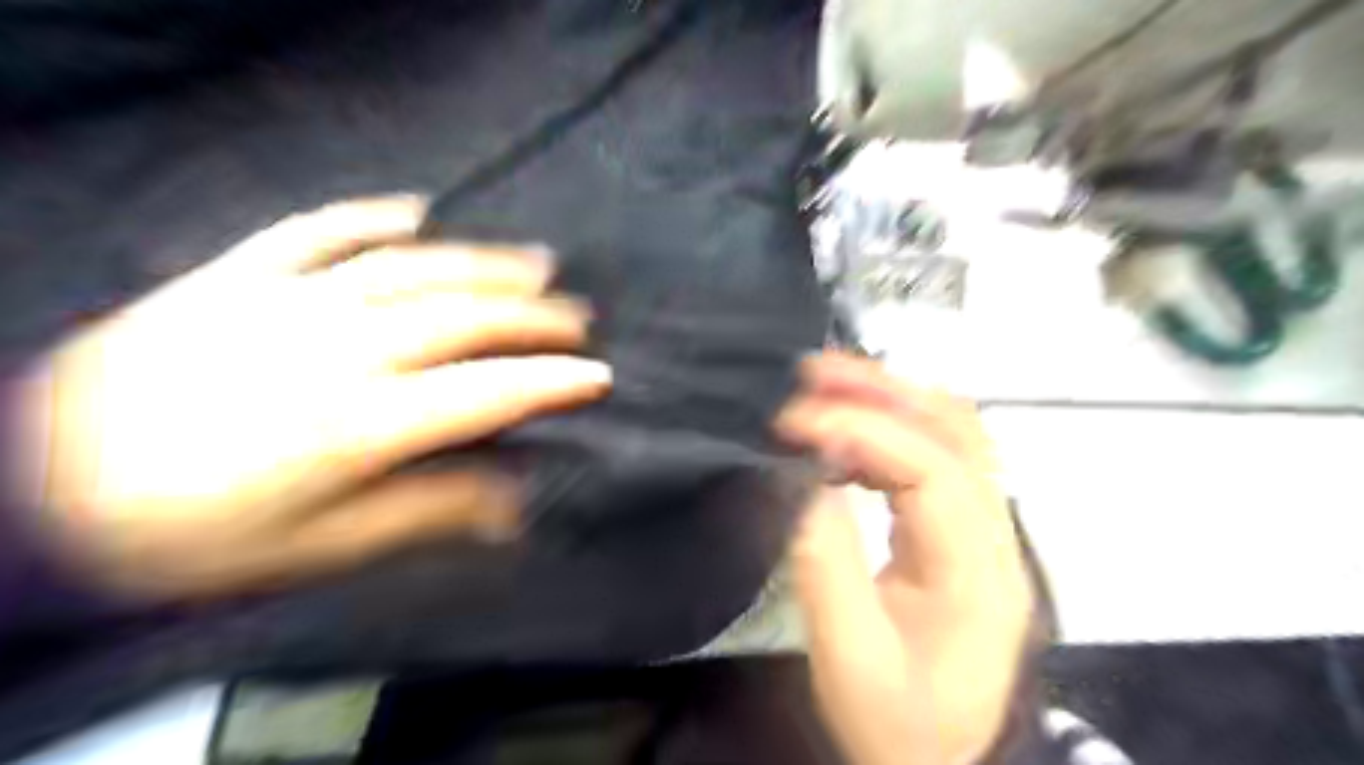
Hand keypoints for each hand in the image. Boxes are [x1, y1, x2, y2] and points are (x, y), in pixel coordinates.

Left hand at [5, 194, 613, 598]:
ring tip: (535, 262)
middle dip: (532, 316)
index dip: (550, 383)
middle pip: (458, 319)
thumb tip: (511, 506)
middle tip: (578, 316)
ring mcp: (283, 303)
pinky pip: (315, 232)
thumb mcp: (318, 549)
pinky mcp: (235, 277)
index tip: (599, 376)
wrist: (33, 492)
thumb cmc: (190, 535)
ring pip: (408, 268)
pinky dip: (371, 217)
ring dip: (481, 262)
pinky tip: (415, 211)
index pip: (484, 393)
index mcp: (355, 423)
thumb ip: (424, 514)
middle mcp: (333, 349)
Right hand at [777, 356, 1035, 763]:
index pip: (931, 470)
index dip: (864, 431)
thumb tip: (800, 480)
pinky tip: (848, 430)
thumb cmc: (894, 720)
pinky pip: (936, 456)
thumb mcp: (849, 656)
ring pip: (953, 434)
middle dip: (883, 390)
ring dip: (890, 398)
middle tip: (813, 373)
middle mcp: (995, 537)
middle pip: (958, 433)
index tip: (796, 420)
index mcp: (976, 573)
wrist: (938, 760)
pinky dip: (889, 428)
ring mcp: (985, 530)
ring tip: (827, 385)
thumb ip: (825, 564)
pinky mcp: (962, 531)